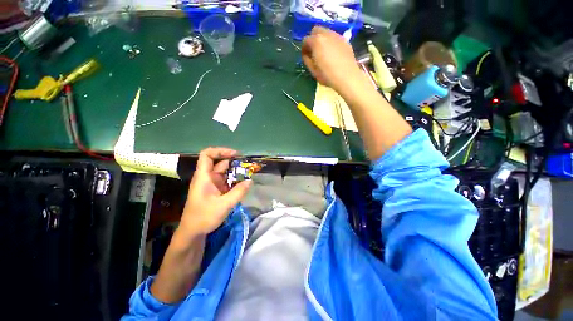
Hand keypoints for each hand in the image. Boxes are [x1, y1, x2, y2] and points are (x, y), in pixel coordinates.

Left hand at [179, 147, 251, 237]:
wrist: (193, 232)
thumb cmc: (204, 217)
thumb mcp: (224, 205)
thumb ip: (239, 192)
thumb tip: (250, 180)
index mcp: (204, 177)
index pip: (207, 155)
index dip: (220, 151)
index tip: (235, 154)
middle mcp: (208, 177)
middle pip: (219, 163)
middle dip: (234, 162)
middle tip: (248, 165)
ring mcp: (212, 184)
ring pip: (225, 173)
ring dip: (236, 172)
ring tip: (248, 174)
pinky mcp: (216, 190)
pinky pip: (227, 181)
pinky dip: (235, 181)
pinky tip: (243, 184)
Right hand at [302, 26, 362, 91]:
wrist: (347, 77)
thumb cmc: (327, 76)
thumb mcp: (313, 71)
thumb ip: (307, 61)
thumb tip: (306, 55)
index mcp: (316, 41)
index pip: (305, 40)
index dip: (304, 48)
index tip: (305, 56)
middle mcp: (327, 34)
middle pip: (316, 30)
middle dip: (313, 39)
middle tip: (313, 51)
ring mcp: (337, 36)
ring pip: (326, 32)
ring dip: (322, 40)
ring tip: (323, 52)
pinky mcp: (345, 41)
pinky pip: (335, 38)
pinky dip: (331, 42)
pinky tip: (333, 54)